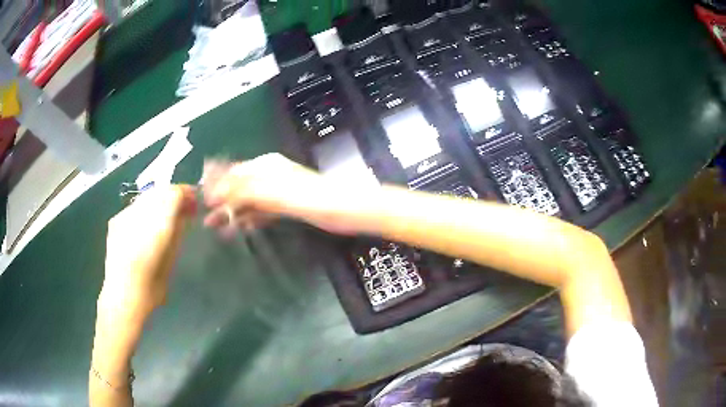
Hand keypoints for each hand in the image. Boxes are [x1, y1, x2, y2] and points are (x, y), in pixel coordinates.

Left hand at [98, 185, 196, 331]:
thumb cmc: (151, 288)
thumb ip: (178, 232)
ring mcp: (124, 215)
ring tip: (164, 216)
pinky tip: (146, 225)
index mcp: (156, 227)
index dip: (186, 193)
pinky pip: (135, 206)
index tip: (194, 202)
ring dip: (159, 200)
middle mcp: (138, 214)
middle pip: (160, 191)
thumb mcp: (171, 260)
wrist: (121, 297)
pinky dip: (145, 209)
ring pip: (147, 196)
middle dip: (173, 195)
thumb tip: (185, 213)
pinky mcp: (115, 220)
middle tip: (182, 209)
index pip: (173, 193)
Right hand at [202, 153, 363, 235]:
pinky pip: (262, 212)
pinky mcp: (287, 207)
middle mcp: (270, 175)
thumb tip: (215, 190)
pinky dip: (249, 219)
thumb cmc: (306, 196)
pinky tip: (238, 228)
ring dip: (233, 212)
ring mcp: (278, 192)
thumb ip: (242, 190)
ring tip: (215, 226)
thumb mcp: (270, 191)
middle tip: (205, 217)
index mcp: (266, 165)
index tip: (201, 194)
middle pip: (240, 188)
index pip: (235, 171)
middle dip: (222, 201)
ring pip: (249, 202)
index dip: (217, 182)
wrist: (341, 209)